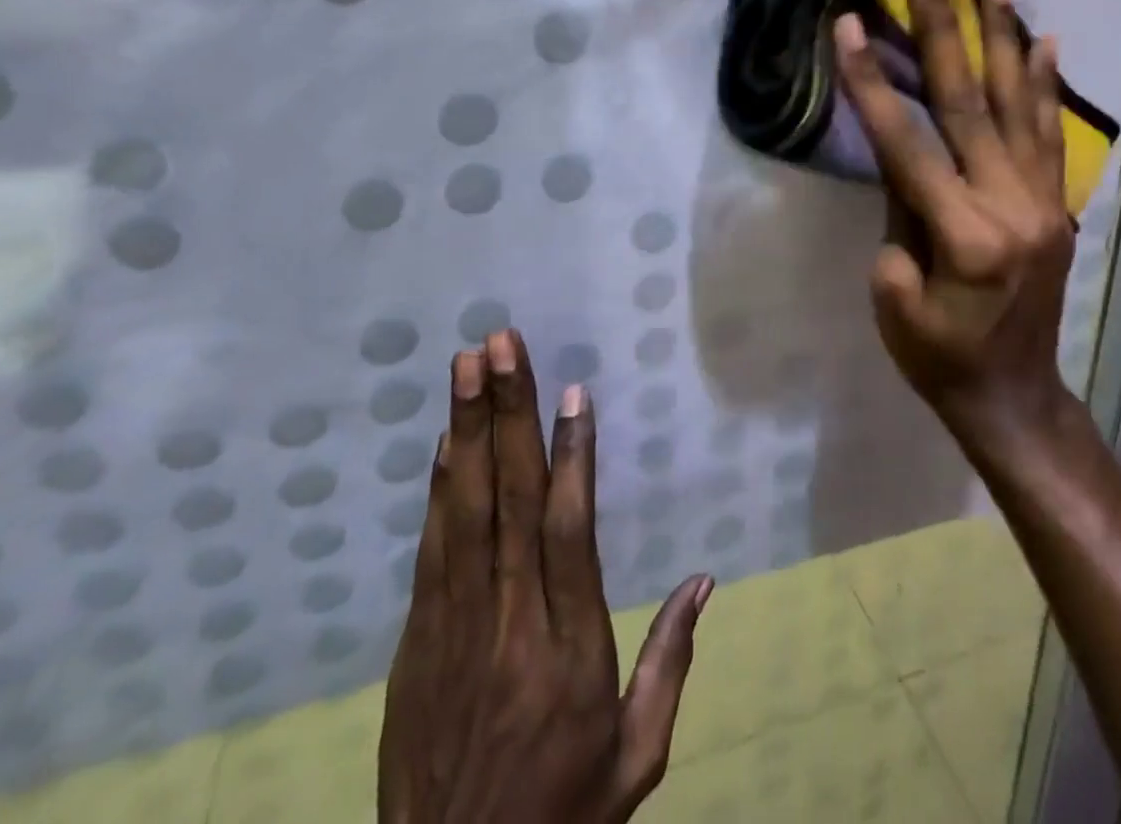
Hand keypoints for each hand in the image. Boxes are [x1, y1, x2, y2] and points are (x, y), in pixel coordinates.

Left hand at [379, 329, 713, 823]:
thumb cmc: (562, 816)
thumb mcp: (636, 757)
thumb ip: (670, 662)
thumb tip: (704, 580)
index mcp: (570, 649)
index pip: (570, 533)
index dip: (572, 457)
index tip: (572, 392)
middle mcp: (511, 624)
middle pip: (510, 501)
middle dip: (506, 413)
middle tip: (501, 344)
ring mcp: (454, 629)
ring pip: (464, 511)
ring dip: (466, 430)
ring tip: (467, 366)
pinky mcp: (416, 642)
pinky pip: (431, 550)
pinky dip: (437, 488)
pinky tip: (443, 441)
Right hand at [833, 0, 1073, 433]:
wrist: (1012, 396)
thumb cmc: (939, 359)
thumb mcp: (895, 301)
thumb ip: (898, 223)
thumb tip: (904, 165)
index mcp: (962, 237)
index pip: (906, 144)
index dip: (871, 83)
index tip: (849, 25)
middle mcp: (1010, 206)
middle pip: (970, 103)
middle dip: (944, 31)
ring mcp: (1042, 201)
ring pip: (1020, 105)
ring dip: (1003, 35)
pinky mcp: (1056, 204)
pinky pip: (1051, 135)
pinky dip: (1046, 84)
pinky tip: (1043, 39)